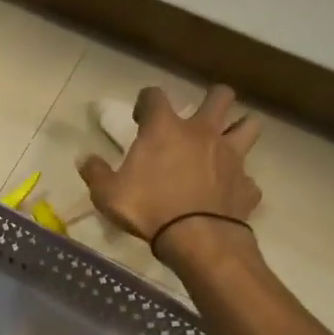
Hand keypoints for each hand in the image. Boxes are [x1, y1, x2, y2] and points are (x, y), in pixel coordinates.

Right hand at [77, 86, 261, 252]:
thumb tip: (85, 159)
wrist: (197, 239)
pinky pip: (248, 177)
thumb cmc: (149, 208)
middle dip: (212, 100)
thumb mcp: (108, 194)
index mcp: (165, 129)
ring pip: (249, 125)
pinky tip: (228, 192)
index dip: (146, 101)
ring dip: (239, 128)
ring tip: (227, 141)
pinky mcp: (247, 184)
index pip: (155, 95)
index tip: (140, 118)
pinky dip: (239, 181)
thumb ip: (95, 173)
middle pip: (220, 96)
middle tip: (198, 117)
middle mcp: (202, 133)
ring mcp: (231, 156)